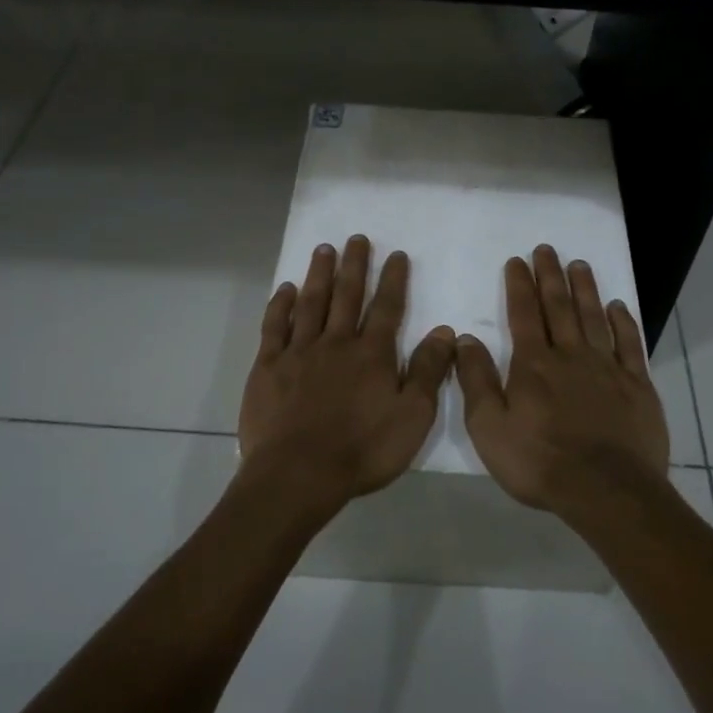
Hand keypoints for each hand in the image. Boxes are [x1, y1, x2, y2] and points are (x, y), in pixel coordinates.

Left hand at [239, 235, 456, 512]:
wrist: (299, 473)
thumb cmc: (363, 449)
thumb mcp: (413, 417)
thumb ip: (429, 372)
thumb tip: (444, 331)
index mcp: (372, 354)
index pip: (387, 308)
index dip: (394, 280)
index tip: (396, 254)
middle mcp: (336, 343)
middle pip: (347, 296)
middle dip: (355, 266)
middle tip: (357, 238)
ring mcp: (299, 352)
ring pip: (311, 303)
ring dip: (319, 275)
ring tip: (324, 249)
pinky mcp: (268, 367)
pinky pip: (275, 327)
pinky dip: (280, 305)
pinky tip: (285, 289)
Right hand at [454, 246, 669, 515]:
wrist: (606, 490)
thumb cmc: (540, 462)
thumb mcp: (489, 428)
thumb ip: (476, 381)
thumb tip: (464, 339)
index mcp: (533, 365)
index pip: (523, 314)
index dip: (519, 285)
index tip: (517, 261)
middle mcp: (571, 355)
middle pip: (559, 307)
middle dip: (550, 276)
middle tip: (547, 249)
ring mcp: (607, 368)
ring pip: (594, 318)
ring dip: (585, 289)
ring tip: (579, 265)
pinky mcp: (637, 385)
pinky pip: (629, 344)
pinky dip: (623, 322)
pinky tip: (618, 307)